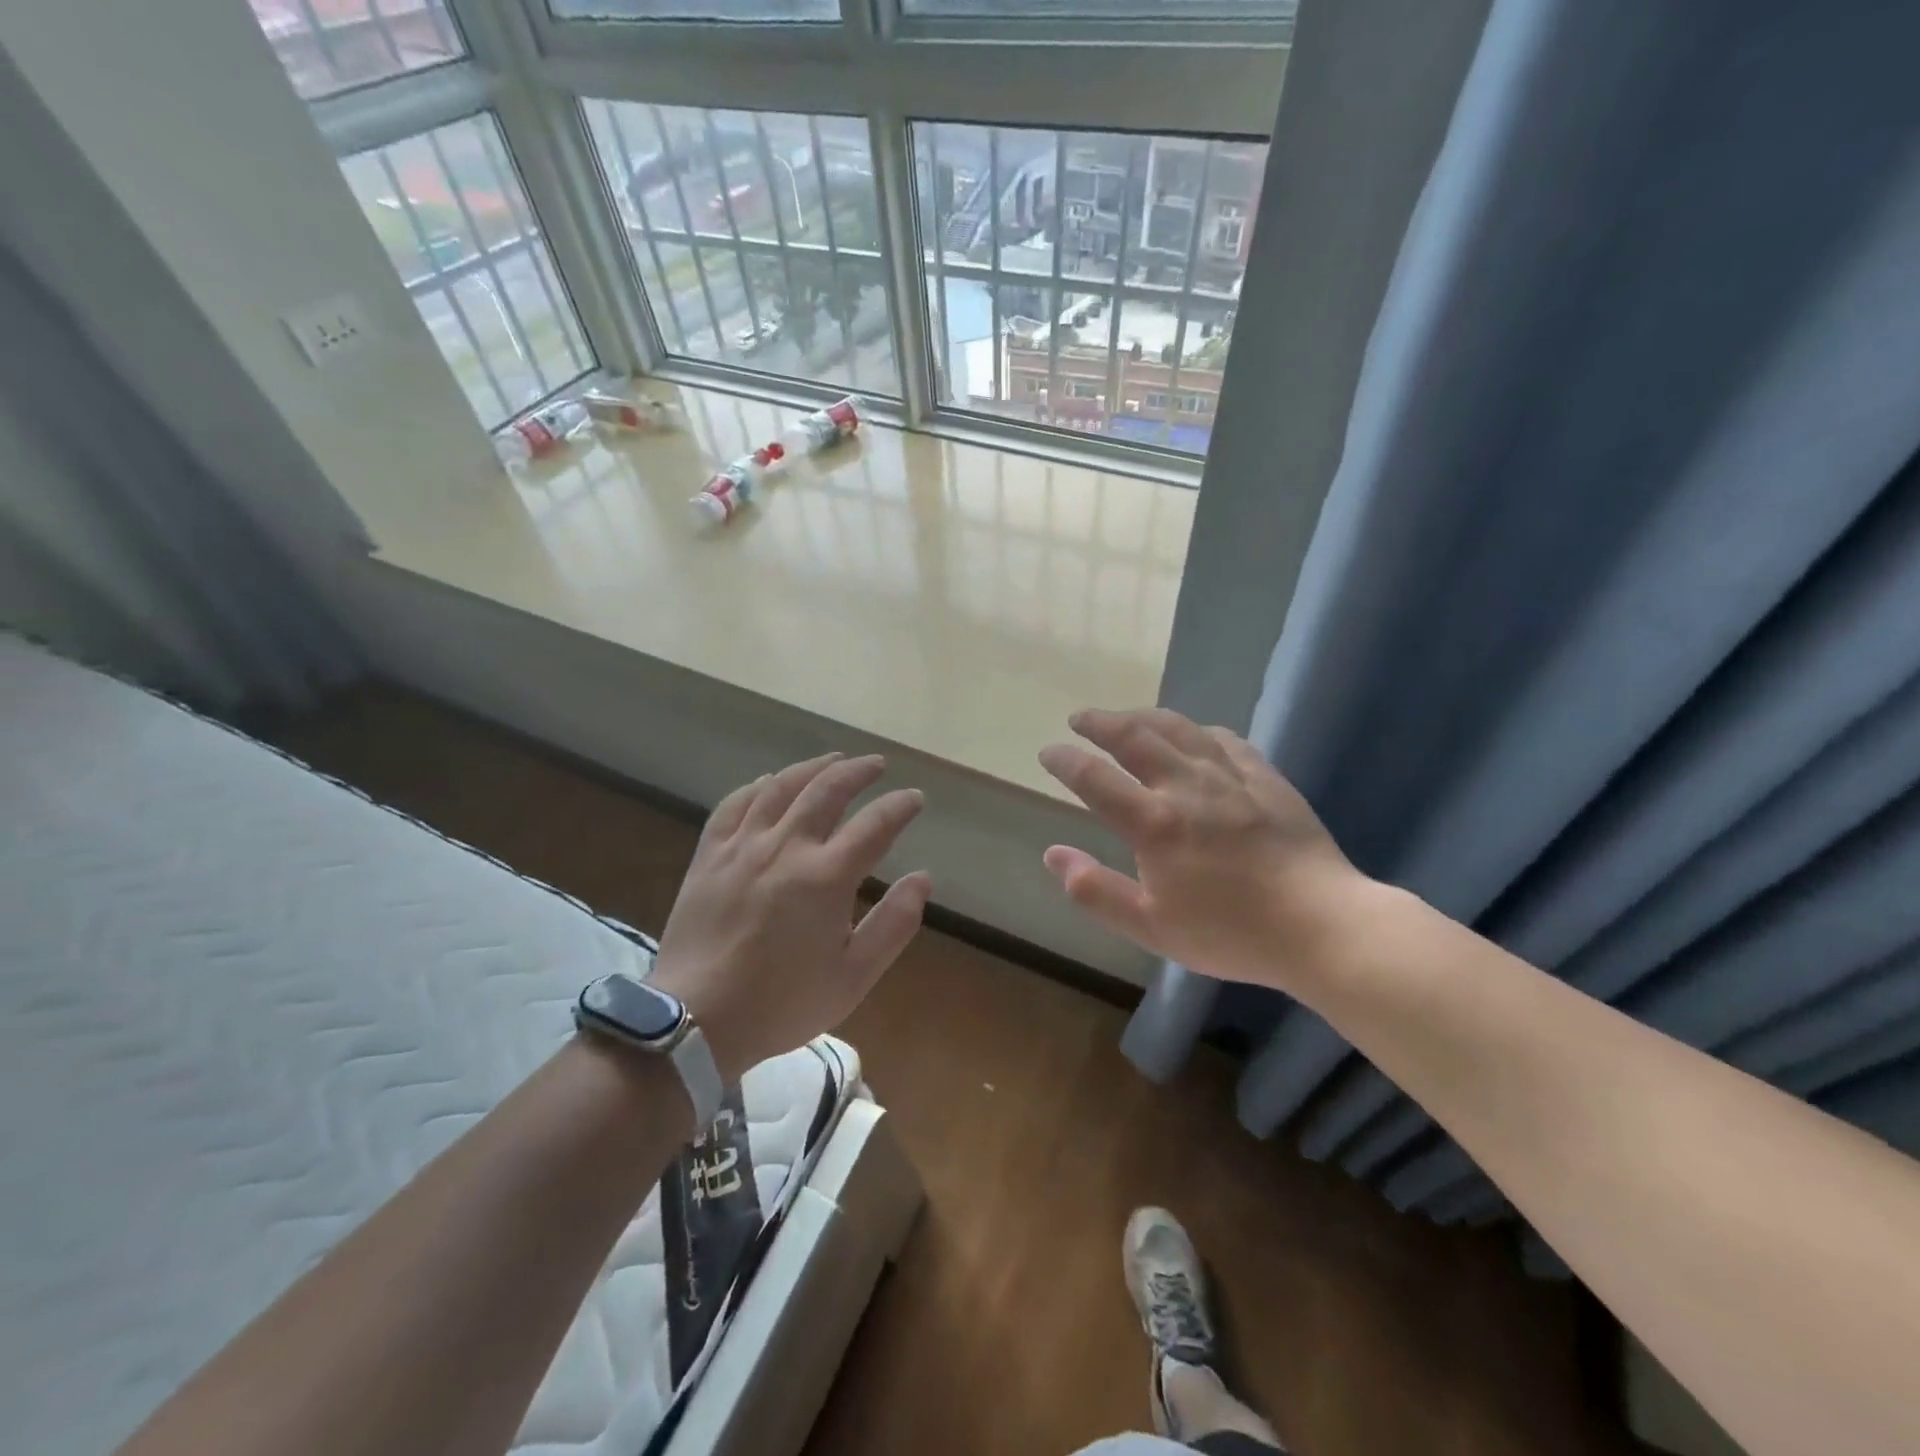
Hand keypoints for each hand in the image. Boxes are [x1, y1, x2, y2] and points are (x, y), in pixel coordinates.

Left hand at [648, 754, 929, 1083]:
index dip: (900, 806)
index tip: (914, 798)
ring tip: (833, 760)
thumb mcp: (854, 976)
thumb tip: (923, 878)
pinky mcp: (710, 855)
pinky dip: (757, 786)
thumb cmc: (783, 1002)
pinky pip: (734, 804)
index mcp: (826, 876)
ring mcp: (743, 846)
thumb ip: (894, 923)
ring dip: (812, 768)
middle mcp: (786, 847)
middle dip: (858, 772)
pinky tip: (769, 782)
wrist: (697, 1019)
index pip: (875, 825)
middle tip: (877, 765)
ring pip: (781, 787)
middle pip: (827, 790)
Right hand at [1038, 709, 1370, 992]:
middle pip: (1134, 737)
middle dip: (1100, 723)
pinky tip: (1194, 735)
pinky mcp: (1265, 777)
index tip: (1048, 752)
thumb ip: (1096, 891)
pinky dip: (1197, 731)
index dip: (1065, 760)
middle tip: (1079, 718)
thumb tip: (1053, 854)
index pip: (1094, 778)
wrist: (1322, 925)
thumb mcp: (1151, 927)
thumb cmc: (1231, 932)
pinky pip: (1224, 739)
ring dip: (1143, 716)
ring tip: (1126, 717)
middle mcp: (1186, 786)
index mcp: (1154, 823)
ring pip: (1178, 728)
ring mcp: (1230, 776)